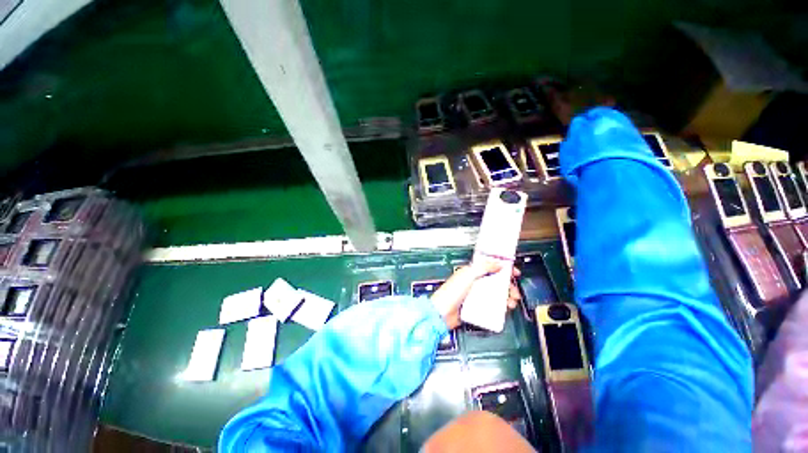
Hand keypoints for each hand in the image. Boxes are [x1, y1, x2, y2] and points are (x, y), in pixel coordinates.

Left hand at [431, 261, 521, 329]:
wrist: (442, 314)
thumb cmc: (452, 292)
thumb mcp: (468, 275)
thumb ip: (483, 267)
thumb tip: (499, 263)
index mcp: (471, 271)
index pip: (490, 266)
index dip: (503, 268)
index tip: (514, 272)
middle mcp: (475, 282)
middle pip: (495, 281)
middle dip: (508, 285)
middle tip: (514, 292)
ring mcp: (476, 294)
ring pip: (495, 293)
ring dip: (506, 297)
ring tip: (511, 302)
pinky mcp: (477, 306)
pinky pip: (492, 304)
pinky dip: (500, 306)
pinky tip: (505, 309)